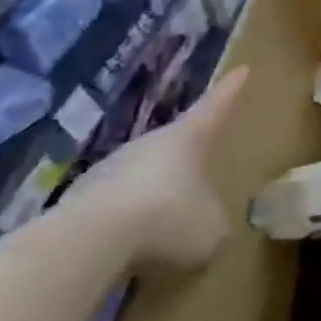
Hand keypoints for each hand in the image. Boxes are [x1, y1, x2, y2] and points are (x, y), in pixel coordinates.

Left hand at [77, 67, 250, 271]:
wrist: (90, 242)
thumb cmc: (169, 218)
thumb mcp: (213, 228)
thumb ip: (215, 220)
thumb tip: (207, 224)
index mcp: (188, 138)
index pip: (215, 107)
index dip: (230, 90)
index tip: (242, 69)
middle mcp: (149, 144)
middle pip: (174, 145)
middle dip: (188, 161)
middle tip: (202, 177)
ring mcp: (109, 169)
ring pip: (141, 179)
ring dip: (154, 198)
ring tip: (166, 229)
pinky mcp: (78, 201)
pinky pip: (114, 209)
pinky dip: (126, 225)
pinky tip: (131, 251)